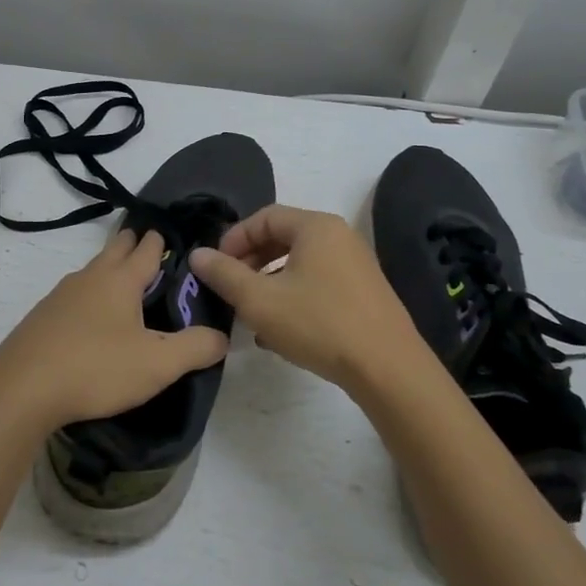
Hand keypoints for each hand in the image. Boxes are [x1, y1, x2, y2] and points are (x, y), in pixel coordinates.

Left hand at [0, 227, 228, 432]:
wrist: (20, 390)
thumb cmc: (95, 368)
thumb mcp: (157, 364)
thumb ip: (195, 348)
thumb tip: (222, 337)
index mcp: (120, 280)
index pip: (147, 249)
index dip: (161, 241)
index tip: (172, 234)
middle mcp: (89, 278)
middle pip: (115, 250)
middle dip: (133, 244)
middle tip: (150, 246)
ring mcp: (60, 296)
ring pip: (92, 272)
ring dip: (109, 270)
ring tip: (124, 283)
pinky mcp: (41, 319)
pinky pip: (73, 296)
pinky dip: (89, 297)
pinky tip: (90, 319)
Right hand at [189, 205, 426, 391]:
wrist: (387, 367)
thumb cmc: (318, 324)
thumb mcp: (260, 300)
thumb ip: (224, 274)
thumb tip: (198, 255)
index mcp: (316, 227)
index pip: (265, 217)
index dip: (234, 238)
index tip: (215, 266)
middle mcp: (340, 237)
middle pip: (284, 238)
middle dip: (251, 262)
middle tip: (230, 288)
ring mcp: (356, 265)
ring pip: (300, 264)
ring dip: (269, 283)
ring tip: (250, 314)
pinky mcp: (364, 293)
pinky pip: (319, 283)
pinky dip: (294, 297)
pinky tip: (279, 331)